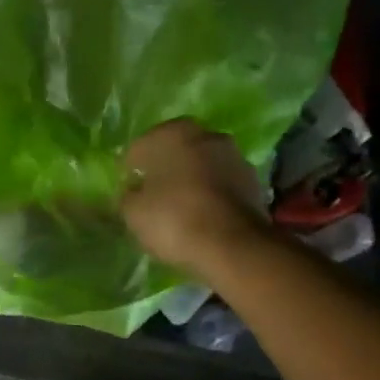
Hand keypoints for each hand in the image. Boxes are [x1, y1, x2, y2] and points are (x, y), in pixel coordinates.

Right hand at [120, 120, 270, 277]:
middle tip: (152, 199)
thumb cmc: (174, 219)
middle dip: (163, 171)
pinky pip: (220, 185)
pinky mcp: (253, 181)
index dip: (130, 172)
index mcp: (172, 133)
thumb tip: (132, 192)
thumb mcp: (132, 212)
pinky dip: (210, 196)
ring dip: (190, 181)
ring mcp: (234, 156)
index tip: (128, 193)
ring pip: (200, 166)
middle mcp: (206, 134)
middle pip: (174, 152)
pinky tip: (202, 217)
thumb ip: (126, 196)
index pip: (139, 149)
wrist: (234, 246)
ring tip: (179, 211)